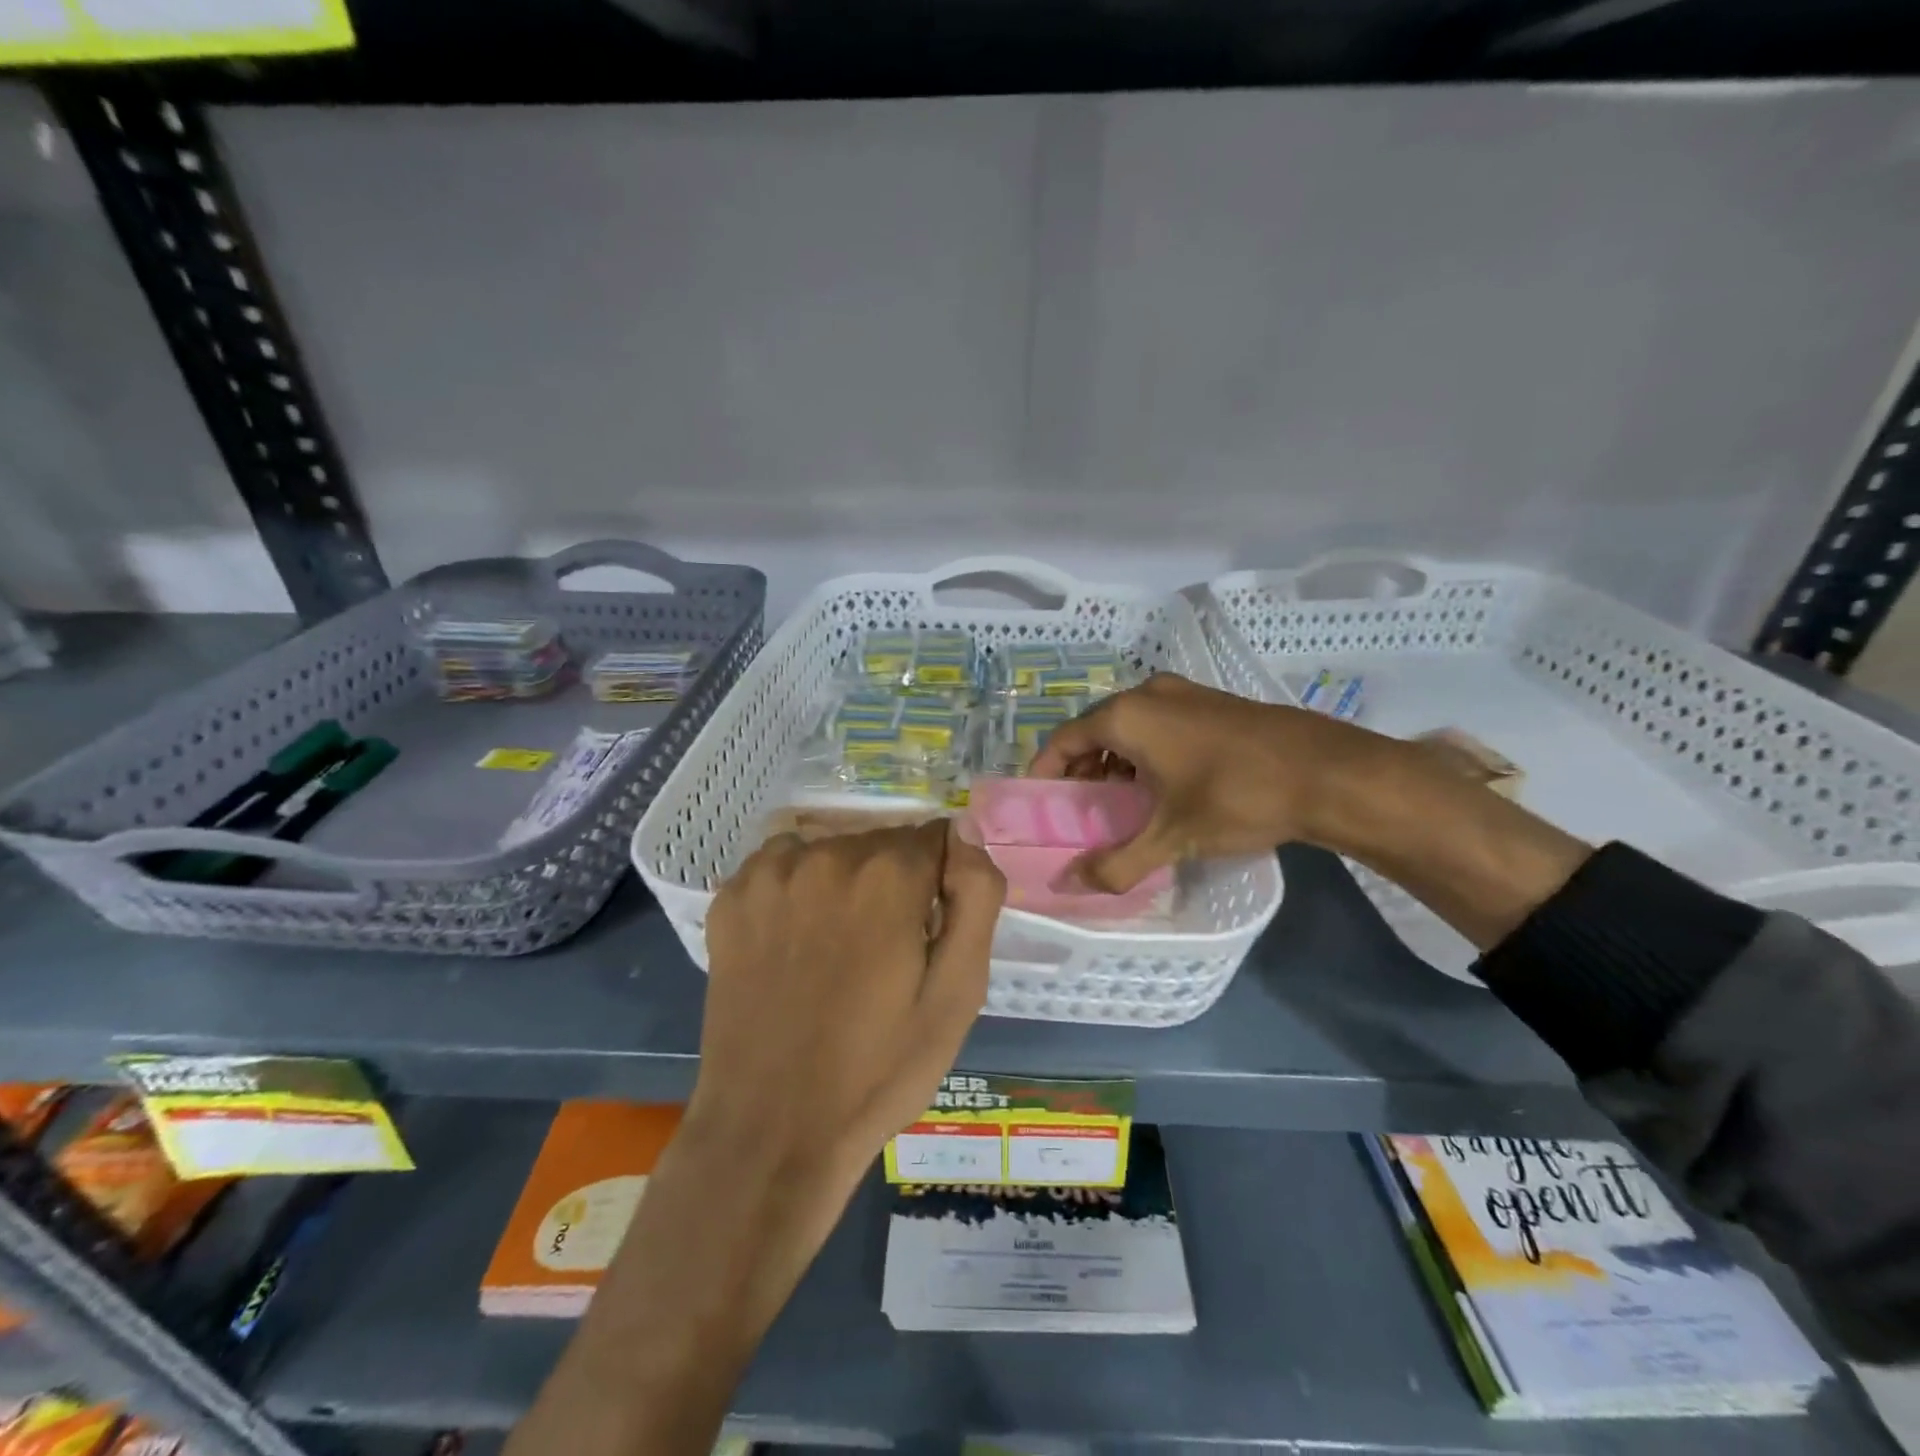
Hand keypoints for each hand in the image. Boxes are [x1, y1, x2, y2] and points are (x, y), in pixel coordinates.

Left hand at [694, 820, 1006, 1191]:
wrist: (771, 1130)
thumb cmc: (879, 1069)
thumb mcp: (958, 994)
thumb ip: (976, 897)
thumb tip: (965, 830)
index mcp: (890, 876)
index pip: (937, 838)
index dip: (940, 884)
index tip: (928, 932)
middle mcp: (828, 855)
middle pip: (883, 843)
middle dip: (895, 882)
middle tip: (885, 953)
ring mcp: (771, 874)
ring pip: (833, 849)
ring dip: (845, 882)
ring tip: (836, 950)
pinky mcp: (731, 897)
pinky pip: (782, 864)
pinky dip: (797, 888)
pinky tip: (793, 942)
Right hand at [1029, 673, 1384, 891]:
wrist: (1328, 771)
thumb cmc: (1237, 797)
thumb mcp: (1172, 837)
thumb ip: (1116, 863)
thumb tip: (1070, 886)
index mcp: (1126, 716)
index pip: (1063, 739)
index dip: (1045, 771)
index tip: (1040, 803)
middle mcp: (1148, 694)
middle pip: (1094, 730)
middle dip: (1081, 769)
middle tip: (1080, 810)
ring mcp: (1184, 694)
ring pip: (1129, 726)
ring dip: (1114, 761)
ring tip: (1118, 802)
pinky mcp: (1212, 702)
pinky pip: (1159, 724)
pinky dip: (1145, 751)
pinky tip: (1162, 786)